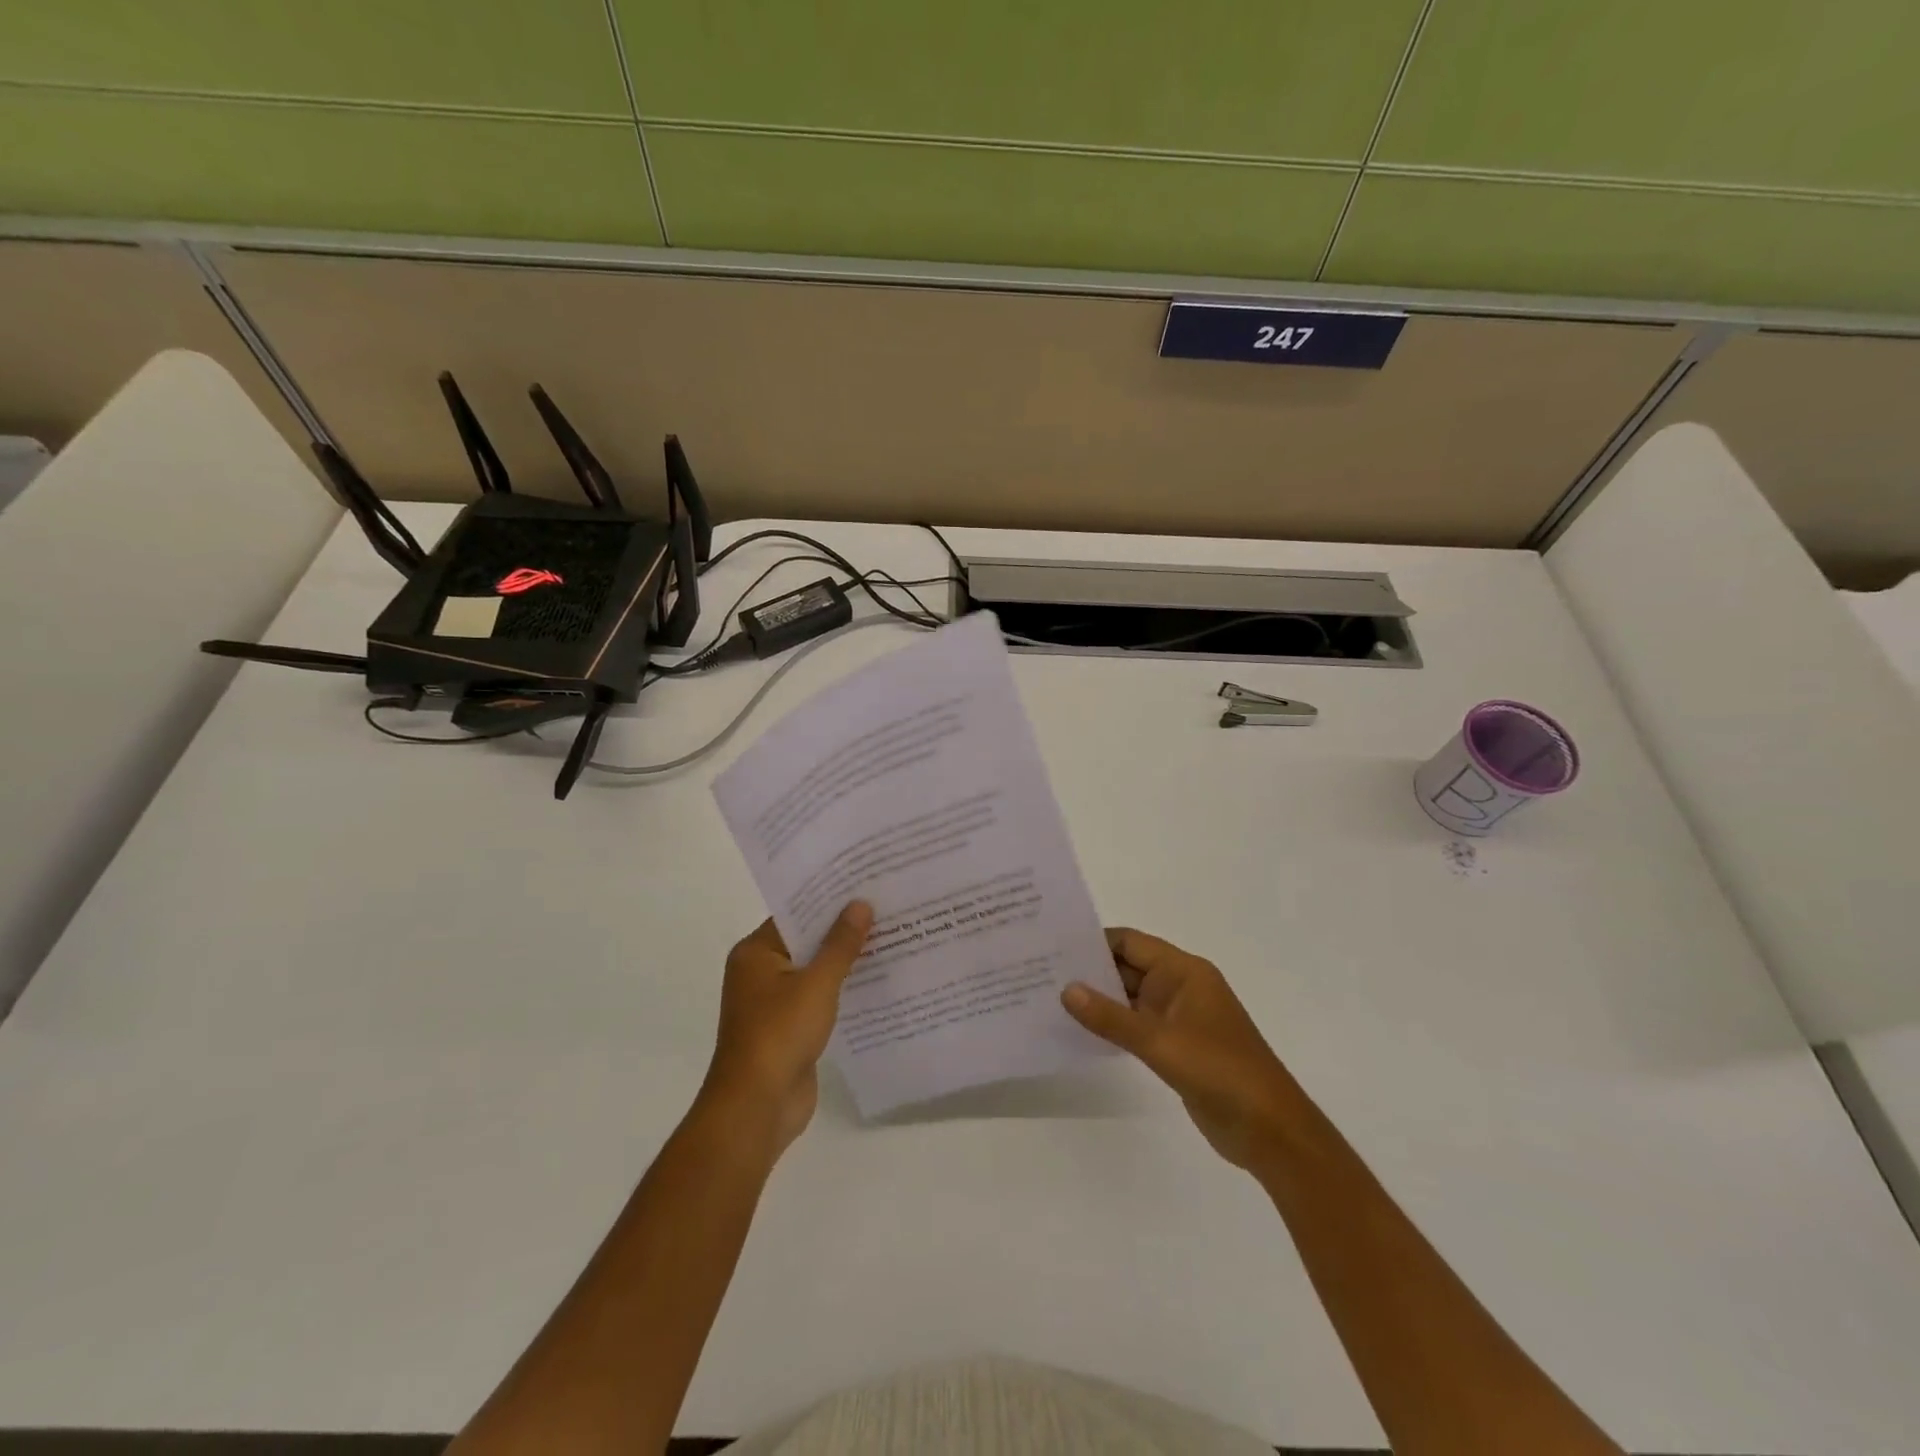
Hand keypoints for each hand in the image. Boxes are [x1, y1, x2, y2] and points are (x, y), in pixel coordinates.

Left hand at [700, 903, 872, 1159]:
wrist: (757, 1107)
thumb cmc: (780, 1034)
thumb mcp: (816, 983)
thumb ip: (840, 944)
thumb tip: (860, 904)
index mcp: (755, 953)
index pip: (795, 914)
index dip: (828, 899)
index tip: (863, 884)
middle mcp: (760, 972)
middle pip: (806, 940)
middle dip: (842, 929)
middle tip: (884, 906)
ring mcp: (774, 1003)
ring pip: (815, 971)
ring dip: (845, 960)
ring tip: (889, 937)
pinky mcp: (790, 1028)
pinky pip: (819, 998)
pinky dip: (842, 989)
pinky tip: (877, 980)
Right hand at [1063, 928, 1301, 1170]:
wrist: (1269, 1130)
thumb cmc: (1220, 1071)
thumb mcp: (1160, 1042)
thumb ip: (1111, 1017)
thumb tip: (1066, 989)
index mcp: (1184, 972)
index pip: (1131, 943)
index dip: (1094, 942)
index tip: (1053, 945)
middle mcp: (1179, 988)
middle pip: (1128, 968)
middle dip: (1089, 971)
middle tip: (1040, 971)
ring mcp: (1178, 1019)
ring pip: (1129, 999)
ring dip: (1098, 1000)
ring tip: (1050, 999)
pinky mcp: (1175, 1047)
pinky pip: (1135, 1026)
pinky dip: (1111, 1026)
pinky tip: (1079, 1032)